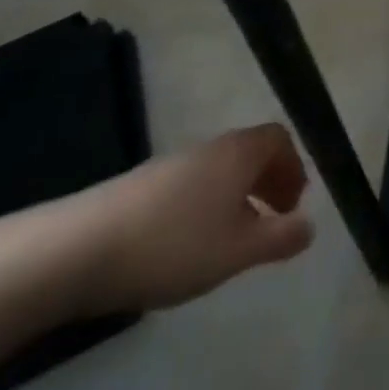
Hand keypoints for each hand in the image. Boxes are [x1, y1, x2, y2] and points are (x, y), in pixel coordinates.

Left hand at [62, 124, 314, 313]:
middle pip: (249, 152)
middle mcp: (209, 148)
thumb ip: (279, 238)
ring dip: (235, 196)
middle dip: (267, 181)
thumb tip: (310, 226)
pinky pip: (190, 186)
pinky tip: (187, 245)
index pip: (278, 139)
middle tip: (272, 219)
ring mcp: (171, 164)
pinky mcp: (140, 186)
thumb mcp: (237, 251)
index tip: (293, 203)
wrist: (79, 249)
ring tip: (230, 239)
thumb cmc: (173, 245)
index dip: (293, 166)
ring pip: (218, 171)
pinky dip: (204, 205)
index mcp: (238, 153)